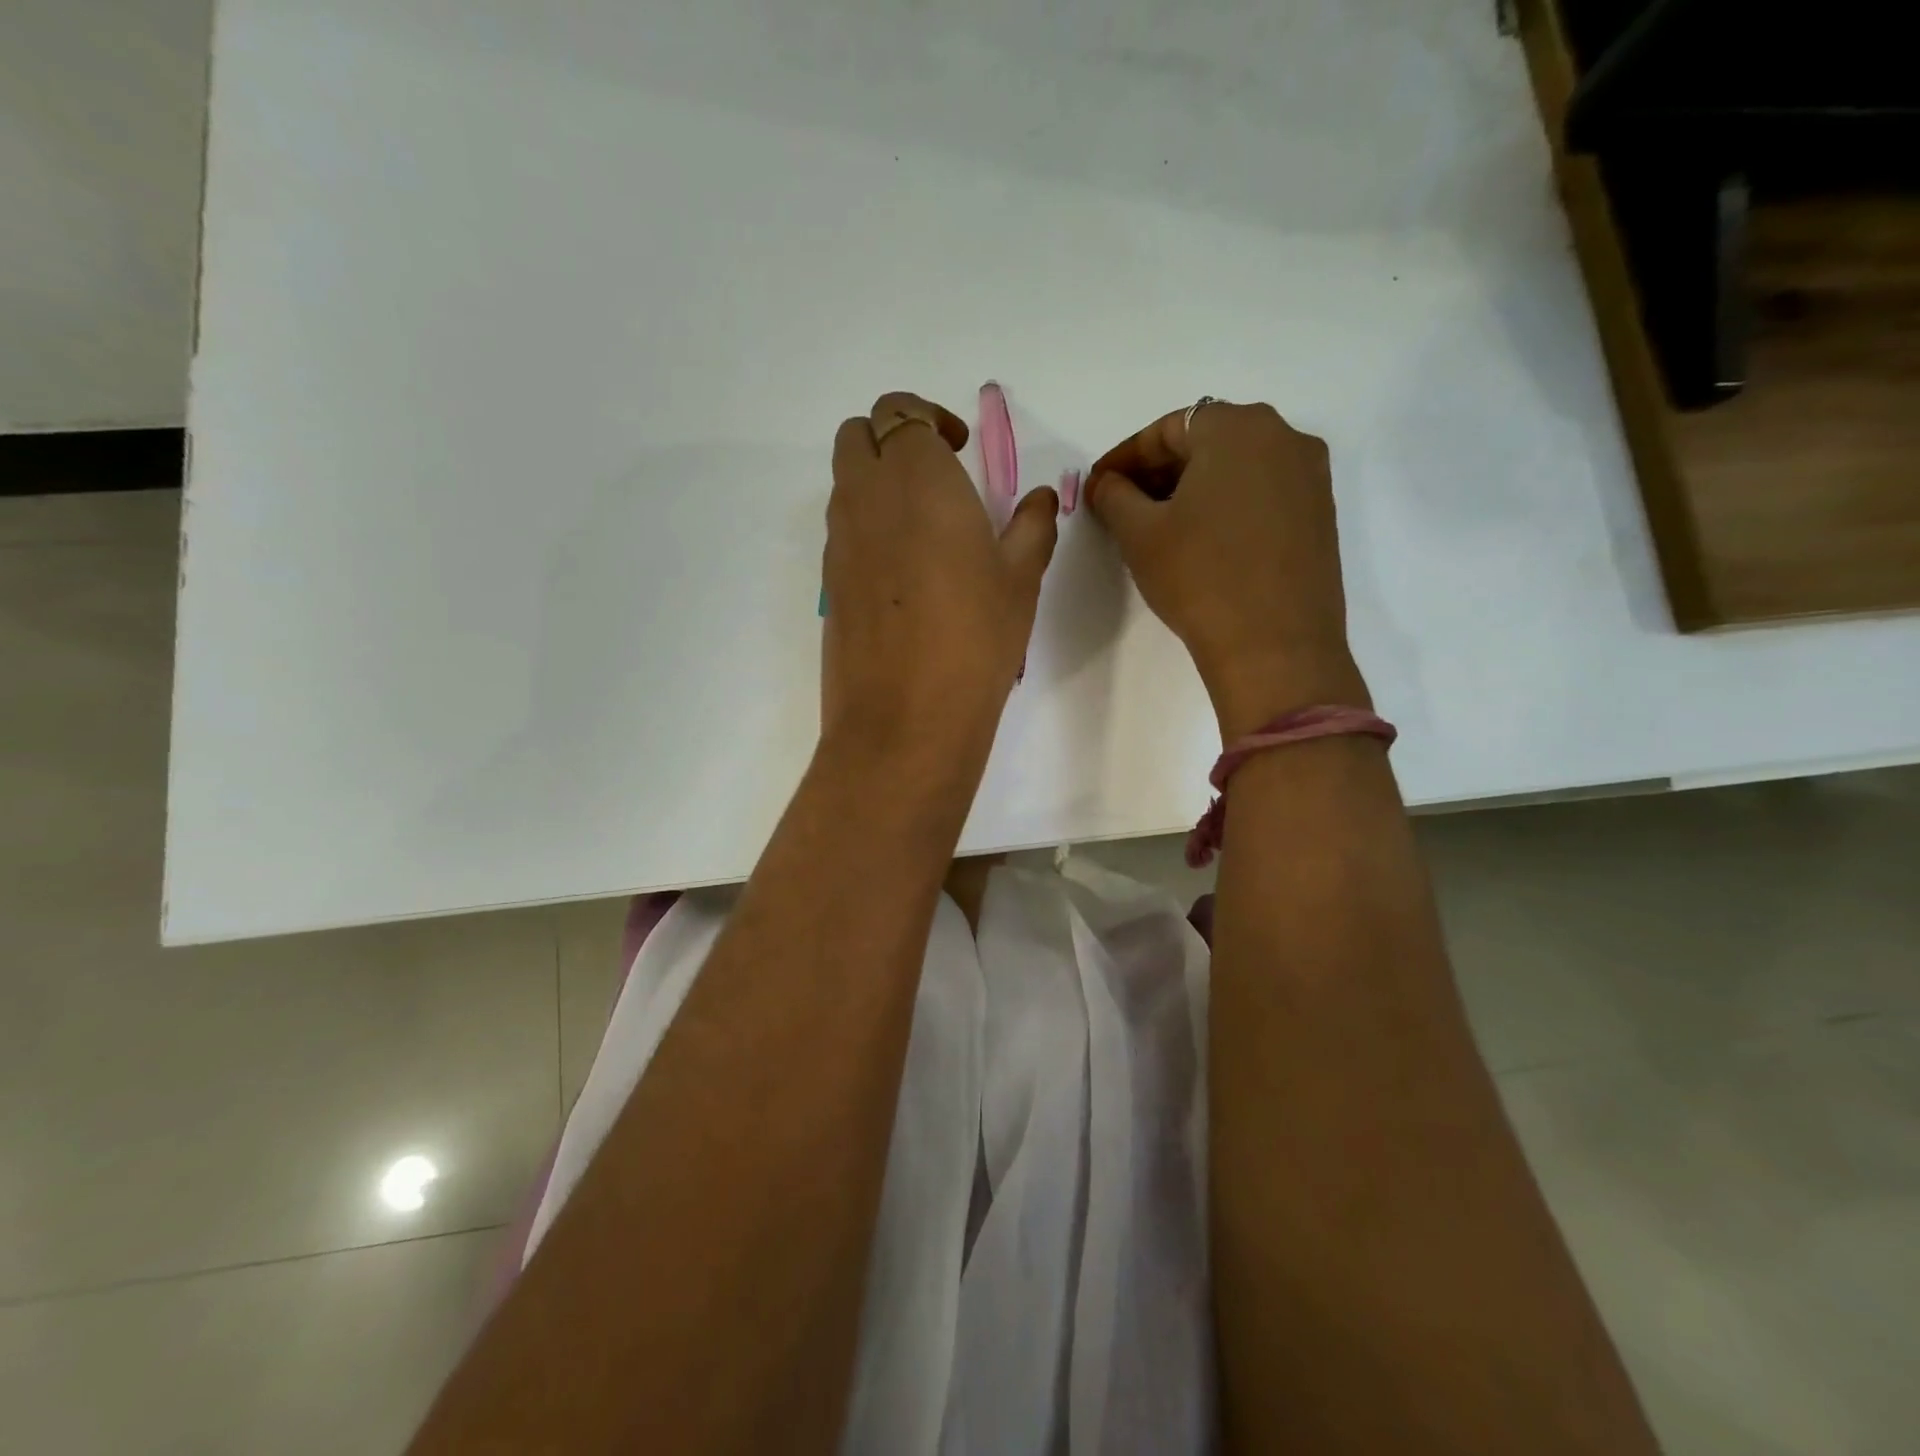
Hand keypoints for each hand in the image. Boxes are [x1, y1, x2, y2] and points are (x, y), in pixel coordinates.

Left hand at [822, 392, 1058, 766]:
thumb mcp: (1020, 579)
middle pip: (856, 435)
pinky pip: (842, 531)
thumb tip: (1038, 500)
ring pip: (844, 483)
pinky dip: (866, 527)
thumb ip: (1031, 526)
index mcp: (916, 478)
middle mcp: (865, 497)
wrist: (905, 716)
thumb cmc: (975, 637)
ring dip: (876, 483)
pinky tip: (903, 574)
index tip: (960, 450)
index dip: (928, 418)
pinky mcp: (828, 582)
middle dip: (892, 439)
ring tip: (924, 528)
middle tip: (936, 477)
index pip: (900, 411)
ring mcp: (838, 541)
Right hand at [1087, 401, 1366, 739]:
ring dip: (1193, 488)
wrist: (1275, 646)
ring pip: (1237, 468)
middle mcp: (1283, 437)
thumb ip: (1115, 496)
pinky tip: (1203, 540)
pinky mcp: (1320, 515)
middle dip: (1159, 471)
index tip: (1097, 487)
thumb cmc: (1200, 577)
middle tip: (1123, 506)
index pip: (1166, 428)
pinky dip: (1227, 505)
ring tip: (1160, 526)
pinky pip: (1262, 493)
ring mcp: (1309, 476)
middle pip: (1206, 442)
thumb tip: (1107, 484)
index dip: (1124, 458)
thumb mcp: (1140, 534)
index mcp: (1237, 428)